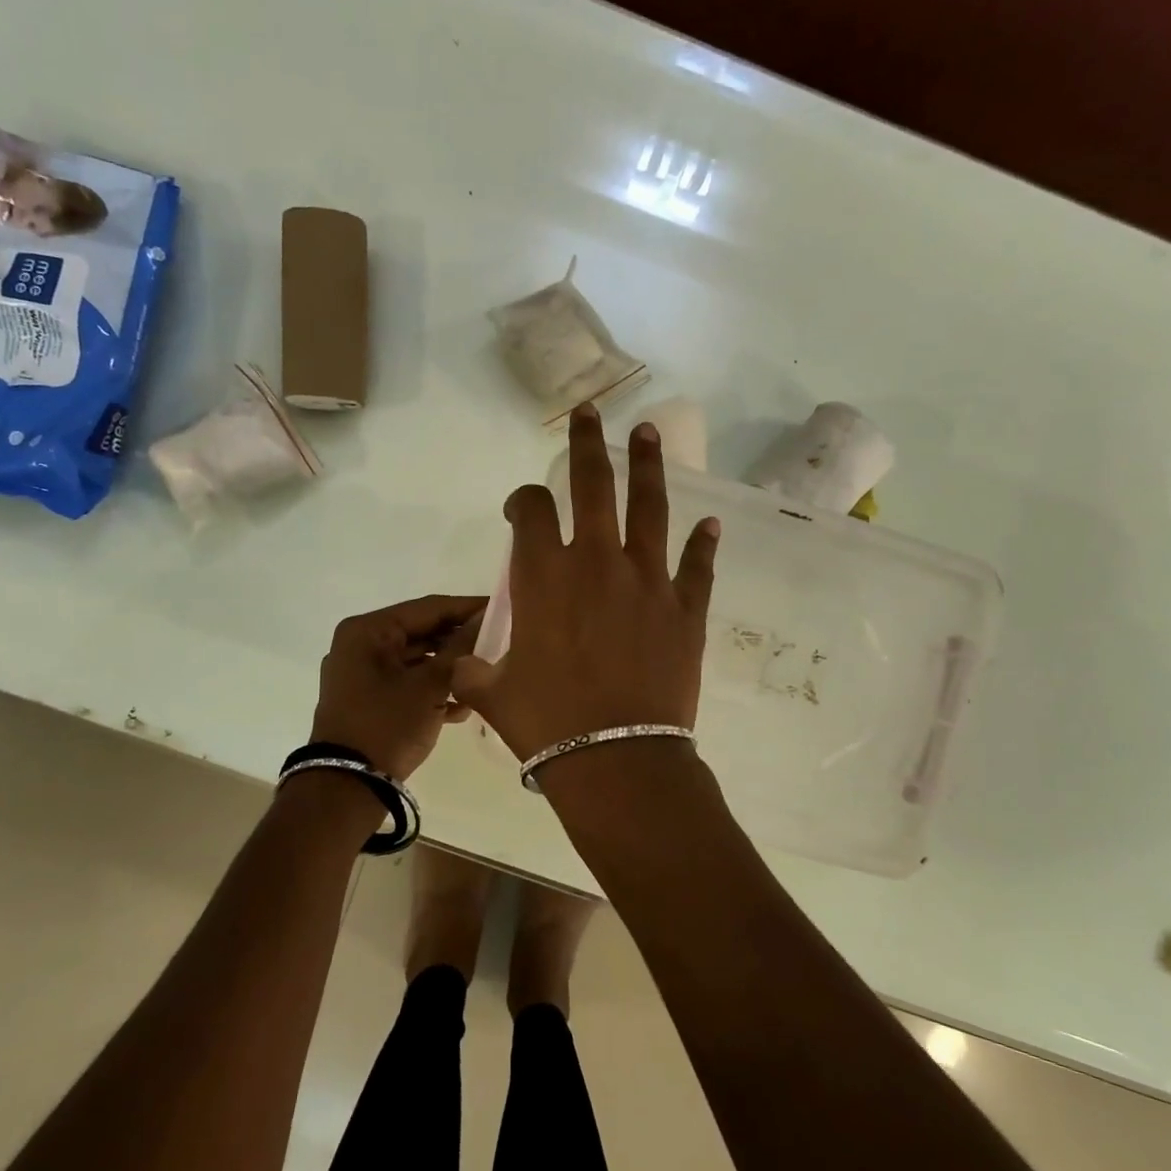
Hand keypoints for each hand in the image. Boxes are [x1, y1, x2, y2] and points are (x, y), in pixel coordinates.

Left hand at [310, 595, 485, 778]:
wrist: (347, 787)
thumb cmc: (388, 726)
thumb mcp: (430, 686)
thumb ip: (459, 648)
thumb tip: (485, 619)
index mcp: (368, 631)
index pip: (428, 608)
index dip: (467, 608)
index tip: (502, 608)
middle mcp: (360, 645)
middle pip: (421, 633)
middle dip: (459, 642)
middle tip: (500, 643)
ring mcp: (360, 674)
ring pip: (415, 660)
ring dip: (449, 669)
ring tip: (485, 677)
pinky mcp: (366, 699)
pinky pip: (406, 683)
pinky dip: (431, 689)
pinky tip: (462, 706)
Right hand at [452, 403, 718, 760]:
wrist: (617, 759)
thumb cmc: (547, 724)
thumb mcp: (492, 695)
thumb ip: (473, 671)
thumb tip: (461, 669)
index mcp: (545, 576)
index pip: (532, 510)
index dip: (523, 500)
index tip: (522, 508)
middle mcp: (597, 562)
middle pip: (593, 484)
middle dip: (587, 443)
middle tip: (592, 411)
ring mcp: (648, 581)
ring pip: (649, 508)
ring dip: (648, 466)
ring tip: (650, 433)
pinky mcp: (686, 609)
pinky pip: (697, 566)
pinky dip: (703, 545)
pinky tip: (710, 525)